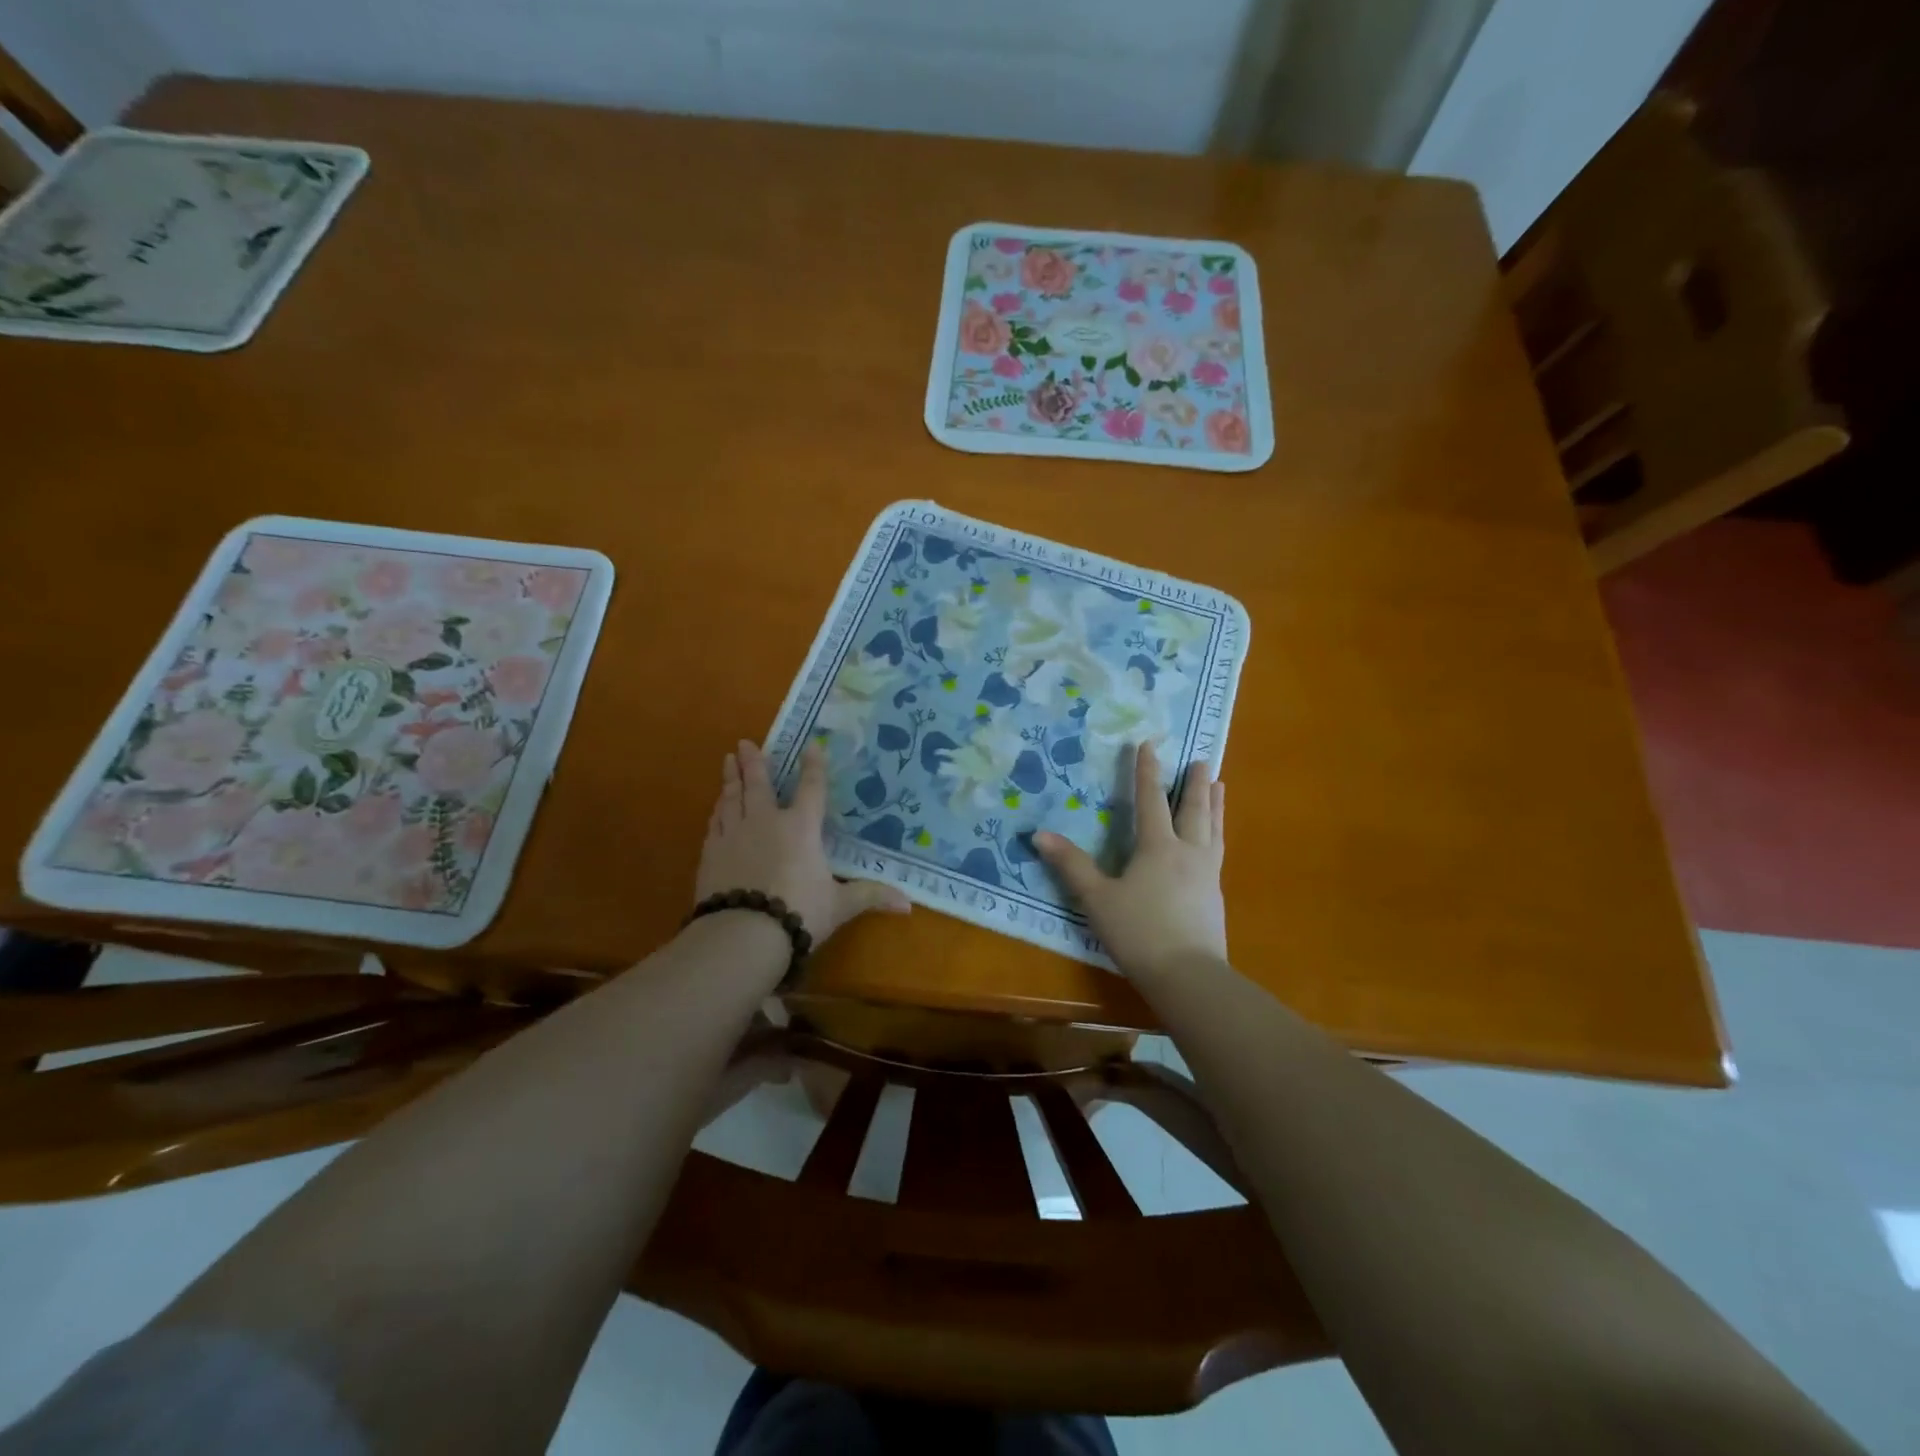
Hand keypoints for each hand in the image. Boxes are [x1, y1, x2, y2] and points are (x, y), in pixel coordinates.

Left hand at [696, 739, 910, 943]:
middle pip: (759, 784)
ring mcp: (734, 834)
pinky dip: (718, 810)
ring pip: (732, 798)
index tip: (811, 744)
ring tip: (728, 761)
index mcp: (801, 827)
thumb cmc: (799, 912)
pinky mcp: (711, 852)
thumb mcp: (840, 906)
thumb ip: (870, 897)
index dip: (813, 766)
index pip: (811, 788)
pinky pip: (715, 822)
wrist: (743, 933)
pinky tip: (717, 808)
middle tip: (744, 743)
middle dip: (753, 762)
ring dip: (731, 779)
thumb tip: (908, 905)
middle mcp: (766, 821)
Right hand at [1035, 743, 1225, 980]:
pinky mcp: (1215, 897)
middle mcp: (1188, 853)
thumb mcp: (1097, 899)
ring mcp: (1207, 875)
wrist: (1188, 977)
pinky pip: (1217, 853)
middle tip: (1204, 760)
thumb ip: (1071, 865)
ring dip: (1215, 806)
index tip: (1149, 745)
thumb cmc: (1138, 932)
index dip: (1148, 772)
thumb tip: (1039, 835)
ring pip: (1213, 830)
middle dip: (1196, 784)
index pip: (1151, 800)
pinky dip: (1216, 835)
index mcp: (1158, 848)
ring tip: (1221, 787)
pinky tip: (1214, 843)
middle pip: (1194, 810)